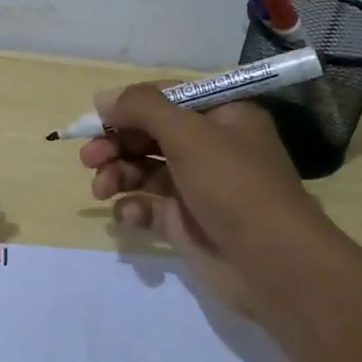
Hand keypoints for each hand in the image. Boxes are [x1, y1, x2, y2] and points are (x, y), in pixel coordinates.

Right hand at [80, 84, 335, 320]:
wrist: (272, 264)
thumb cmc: (233, 185)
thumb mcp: (188, 134)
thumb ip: (142, 108)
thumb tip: (102, 98)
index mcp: (222, 116)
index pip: (166, 98)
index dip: (129, 106)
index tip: (96, 119)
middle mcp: (210, 146)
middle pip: (149, 134)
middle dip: (116, 143)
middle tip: (88, 158)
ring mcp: (198, 185)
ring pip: (144, 169)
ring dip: (117, 174)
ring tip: (101, 189)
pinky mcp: (186, 220)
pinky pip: (149, 205)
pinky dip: (134, 207)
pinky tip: (129, 216)